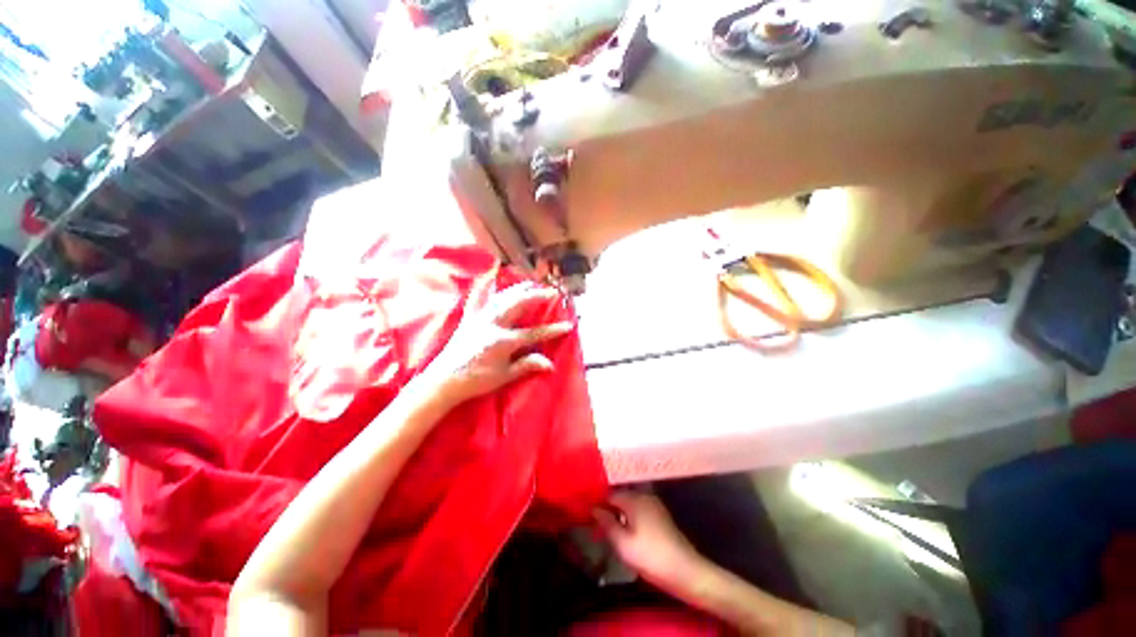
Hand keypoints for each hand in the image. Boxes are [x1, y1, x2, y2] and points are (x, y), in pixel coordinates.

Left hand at [424, 280, 573, 406]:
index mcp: (503, 342)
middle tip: (552, 291)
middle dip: (537, 296)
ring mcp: (480, 318)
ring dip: (519, 289)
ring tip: (532, 284)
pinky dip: (486, 285)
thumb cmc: (476, 381)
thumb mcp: (504, 376)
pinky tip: (491, 274)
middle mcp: (493, 324)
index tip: (568, 325)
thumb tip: (550, 363)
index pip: (534, 333)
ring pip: (503, 297)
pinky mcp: (470, 317)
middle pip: (519, 304)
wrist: (444, 380)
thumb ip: (527, 365)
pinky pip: (479, 297)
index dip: (553, 330)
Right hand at [594, 492, 705, 593]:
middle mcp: (644, 496)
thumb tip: (593, 508)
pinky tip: (624, 533)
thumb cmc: (650, 557)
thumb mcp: (622, 544)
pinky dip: (628, 519)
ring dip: (617, 515)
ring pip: (628, 505)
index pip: (608, 494)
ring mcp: (654, 505)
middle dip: (606, 509)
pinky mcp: (660, 517)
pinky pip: (638, 511)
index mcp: (634, 499)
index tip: (585, 513)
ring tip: (607, 532)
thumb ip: (606, 523)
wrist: (685, 571)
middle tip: (594, 526)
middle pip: (619, 498)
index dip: (596, 503)